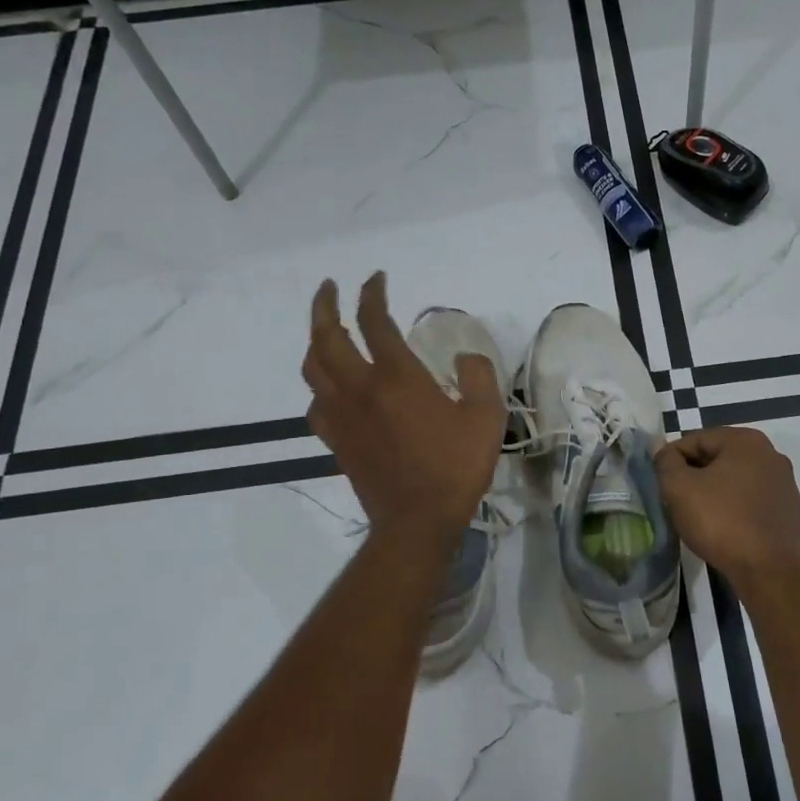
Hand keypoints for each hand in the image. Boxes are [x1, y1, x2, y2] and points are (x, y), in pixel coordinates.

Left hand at [301, 273, 503, 549]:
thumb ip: (479, 376)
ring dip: (315, 340)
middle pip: (327, 336)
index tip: (376, 279)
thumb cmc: (455, 467)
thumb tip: (464, 357)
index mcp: (397, 377)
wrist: (416, 521)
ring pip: (313, 367)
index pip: (374, 321)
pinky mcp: (335, 439)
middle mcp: (360, 388)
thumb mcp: (486, 418)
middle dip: (325, 305)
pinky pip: (315, 402)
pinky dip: (319, 383)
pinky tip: (330, 385)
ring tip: (324, 328)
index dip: (372, 294)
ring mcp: (341, 415)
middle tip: (329, 287)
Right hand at [654, 427, 799, 582]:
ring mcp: (785, 484)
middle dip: (695, 475)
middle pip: (719, 458)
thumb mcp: (680, 488)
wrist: (767, 569)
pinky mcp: (789, 511)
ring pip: (737, 480)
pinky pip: (753, 501)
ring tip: (698, 515)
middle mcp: (771, 455)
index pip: (696, 440)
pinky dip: (736, 508)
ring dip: (715, 492)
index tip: (660, 481)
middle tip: (675, 499)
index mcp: (746, 441)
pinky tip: (724, 528)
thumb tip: (659, 446)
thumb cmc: (720, 521)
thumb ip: (666, 462)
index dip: (672, 459)